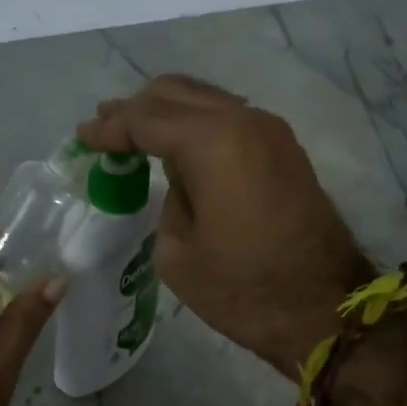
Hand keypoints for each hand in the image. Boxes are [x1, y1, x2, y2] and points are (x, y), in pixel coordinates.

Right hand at [76, 75, 368, 374]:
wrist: (325, 311)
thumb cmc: (243, 290)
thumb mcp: (178, 253)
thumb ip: (169, 200)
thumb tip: (181, 180)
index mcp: (213, 143)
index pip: (146, 120)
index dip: (109, 128)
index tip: (82, 137)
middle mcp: (244, 122)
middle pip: (176, 93)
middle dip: (135, 109)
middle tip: (103, 126)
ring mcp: (271, 132)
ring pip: (206, 100)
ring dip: (167, 113)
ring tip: (134, 132)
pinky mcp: (284, 150)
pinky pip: (229, 120)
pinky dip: (196, 125)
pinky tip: (177, 147)